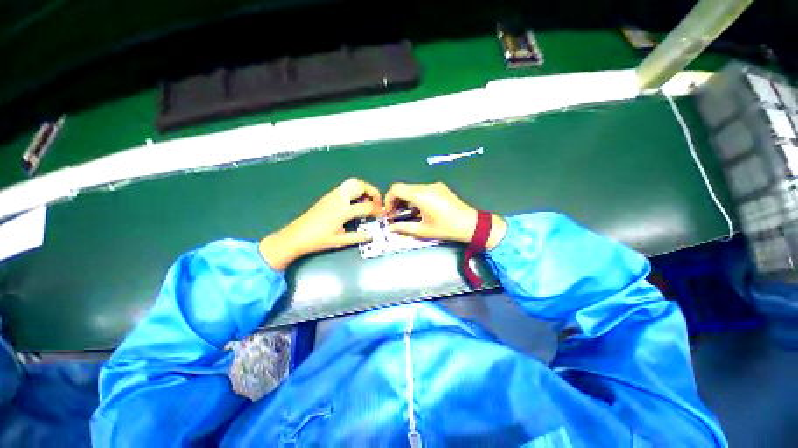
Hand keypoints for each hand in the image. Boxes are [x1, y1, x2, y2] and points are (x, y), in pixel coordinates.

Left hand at [259, 178, 381, 269]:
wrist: (295, 237)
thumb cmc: (317, 240)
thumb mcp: (340, 241)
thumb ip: (358, 237)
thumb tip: (371, 235)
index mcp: (343, 210)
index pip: (367, 206)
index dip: (377, 210)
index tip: (382, 215)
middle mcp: (339, 198)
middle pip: (360, 185)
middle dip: (372, 192)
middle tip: (376, 203)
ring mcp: (332, 195)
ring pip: (352, 183)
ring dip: (363, 190)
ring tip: (366, 203)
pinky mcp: (327, 196)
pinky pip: (345, 188)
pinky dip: (354, 191)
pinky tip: (354, 204)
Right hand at [384, 182, 506, 248]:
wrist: (470, 224)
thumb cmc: (446, 228)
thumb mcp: (423, 230)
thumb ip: (404, 228)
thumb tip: (390, 228)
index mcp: (421, 195)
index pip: (396, 188)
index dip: (388, 199)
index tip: (389, 211)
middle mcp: (427, 186)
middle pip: (404, 187)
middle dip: (396, 200)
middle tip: (396, 213)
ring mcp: (435, 185)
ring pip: (412, 188)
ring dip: (406, 198)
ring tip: (408, 212)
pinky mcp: (440, 187)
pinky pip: (422, 189)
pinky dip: (415, 197)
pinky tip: (420, 208)